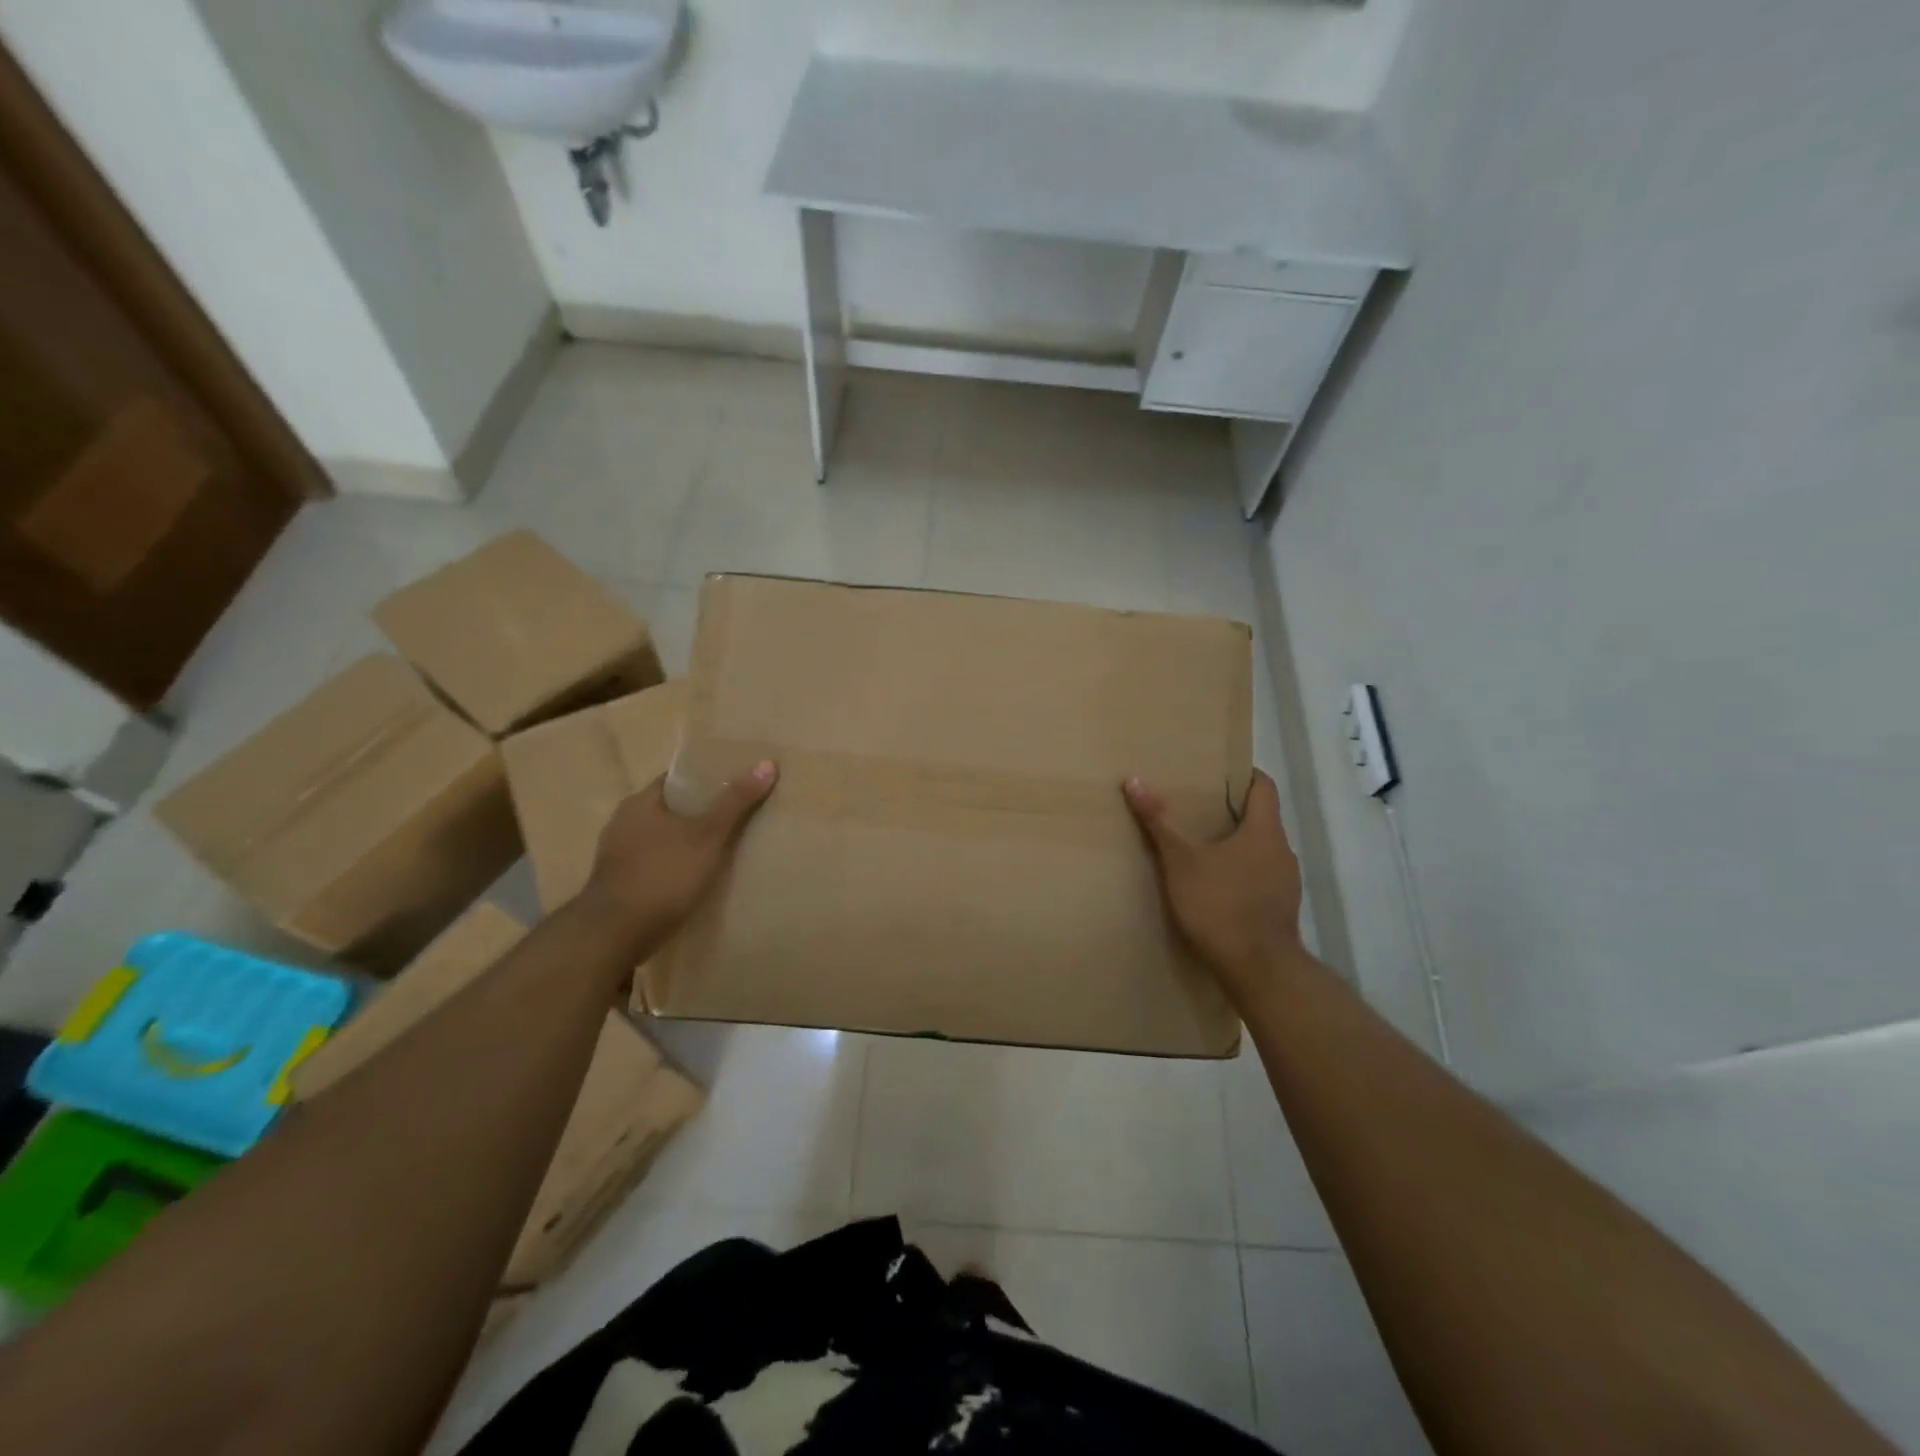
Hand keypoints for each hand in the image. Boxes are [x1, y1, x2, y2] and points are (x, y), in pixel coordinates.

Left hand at [583, 761, 778, 937]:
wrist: (615, 936)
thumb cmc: (663, 875)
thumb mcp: (708, 836)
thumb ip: (736, 801)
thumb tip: (767, 763)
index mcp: (640, 802)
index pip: (678, 779)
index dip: (708, 779)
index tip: (738, 784)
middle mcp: (623, 823)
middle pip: (672, 809)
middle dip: (702, 813)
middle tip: (739, 817)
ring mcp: (618, 856)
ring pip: (664, 839)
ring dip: (689, 842)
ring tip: (724, 849)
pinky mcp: (620, 884)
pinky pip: (657, 864)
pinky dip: (676, 866)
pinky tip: (697, 878)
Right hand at [1123, 769, 1304, 1003]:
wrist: (1258, 969)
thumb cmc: (1220, 904)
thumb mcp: (1180, 861)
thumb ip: (1159, 821)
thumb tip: (1134, 781)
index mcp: (1265, 831)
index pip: (1264, 787)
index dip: (1244, 775)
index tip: (1219, 772)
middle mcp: (1283, 851)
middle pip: (1262, 819)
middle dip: (1232, 812)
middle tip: (1198, 808)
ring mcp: (1286, 883)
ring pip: (1262, 851)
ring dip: (1237, 846)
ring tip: (1203, 848)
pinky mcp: (1281, 910)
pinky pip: (1261, 878)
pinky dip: (1241, 873)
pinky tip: (1216, 887)